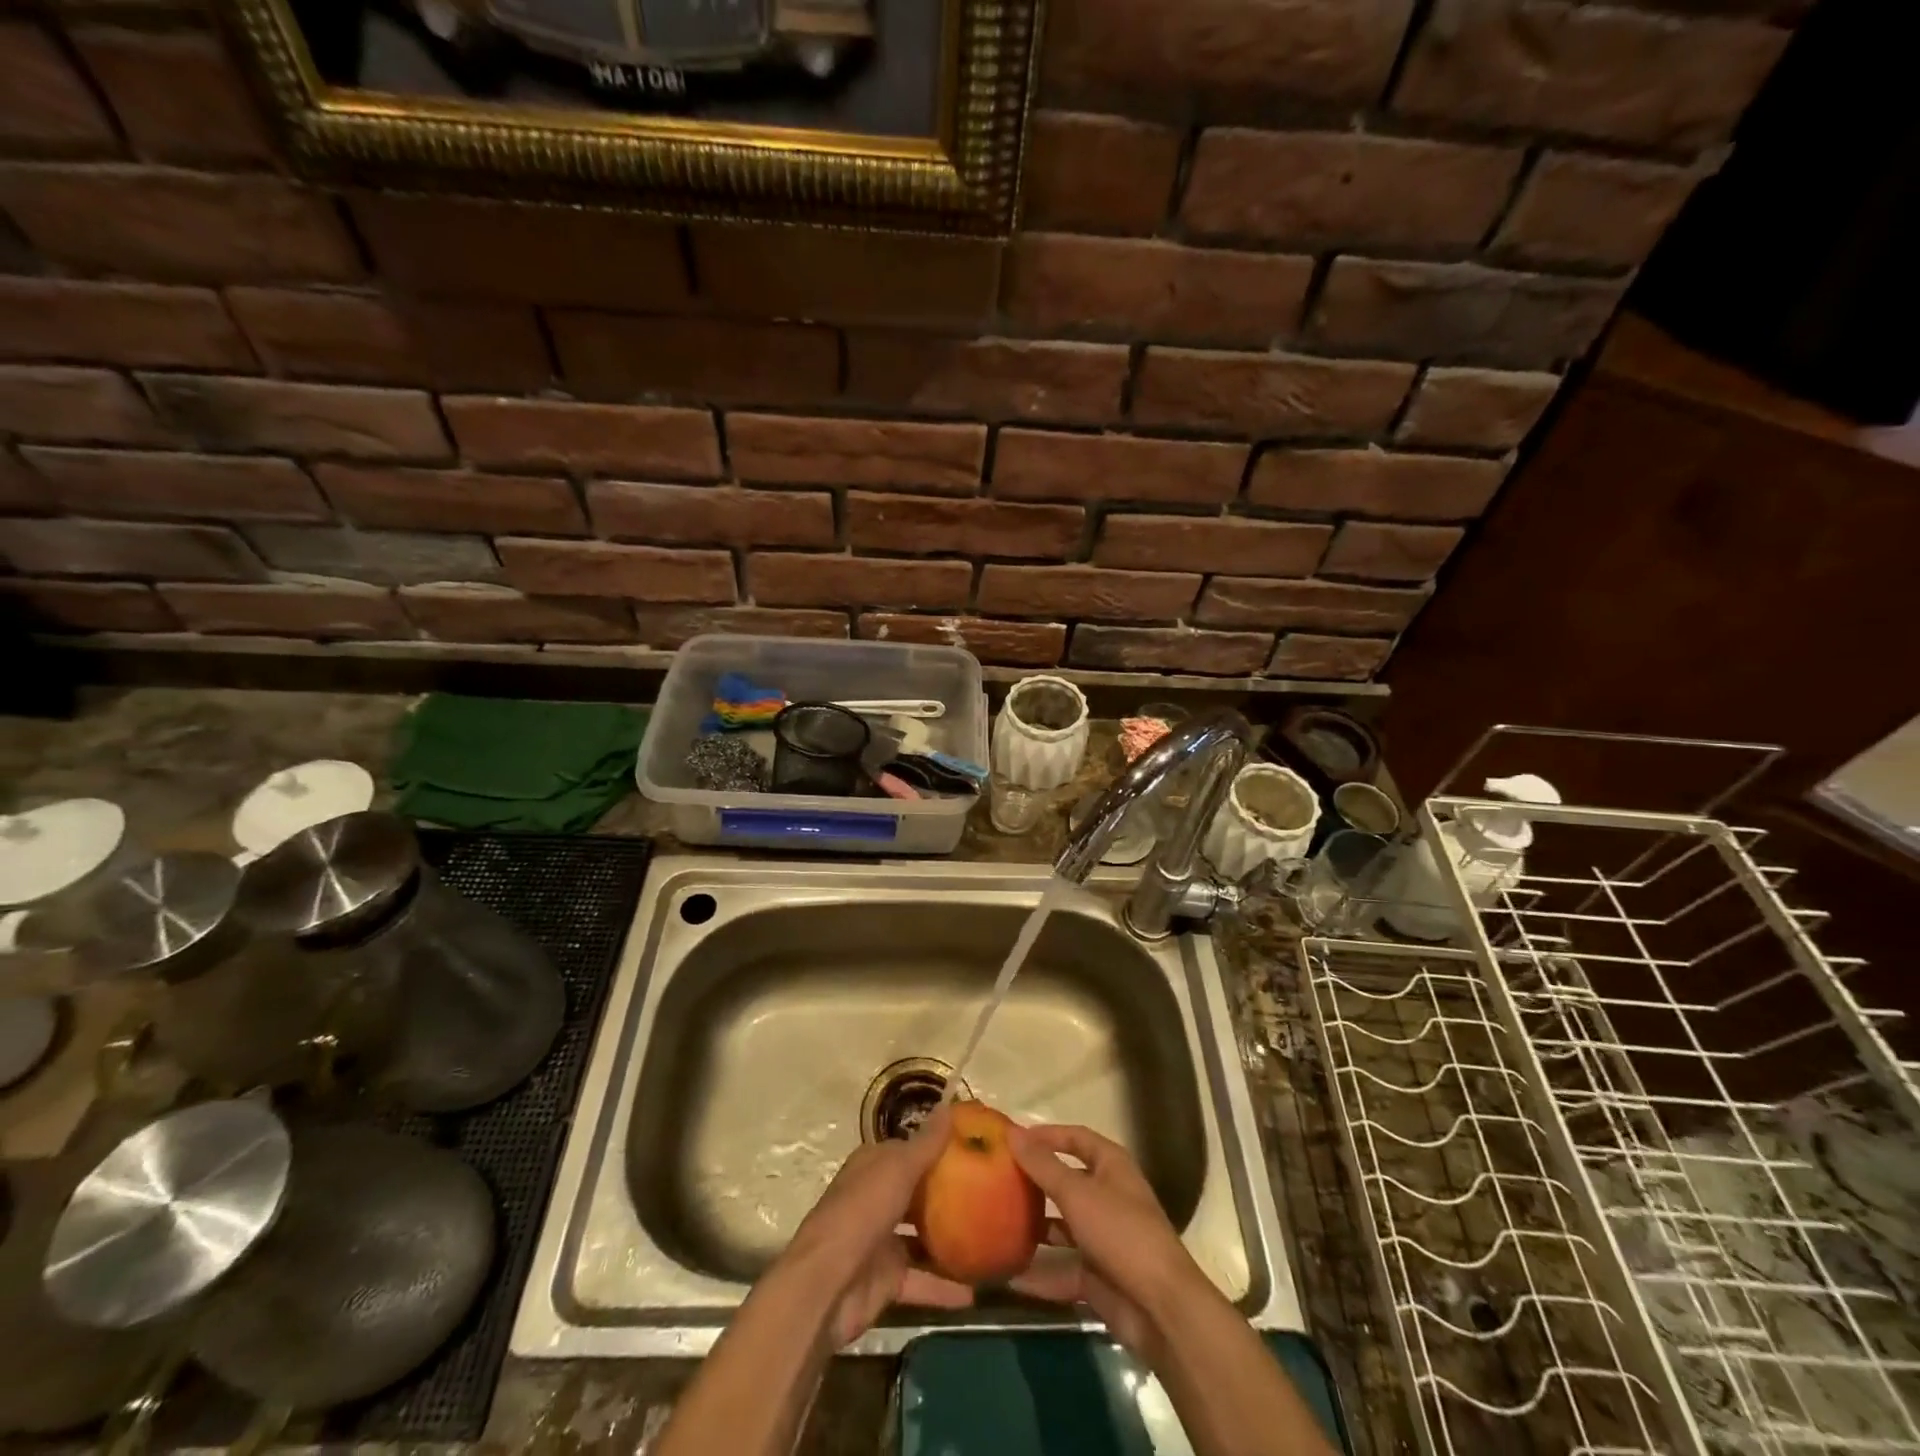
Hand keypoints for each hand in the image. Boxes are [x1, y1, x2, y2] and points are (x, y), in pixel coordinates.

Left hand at [777, 1104, 972, 1347]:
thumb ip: (926, 1143)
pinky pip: (923, 1281)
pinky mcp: (888, 1280)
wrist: (827, 1286)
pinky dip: (945, 1287)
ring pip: (922, 1237)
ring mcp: (882, 1242)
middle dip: (948, 1193)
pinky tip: (976, 1292)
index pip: (908, 1150)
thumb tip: (949, 1106)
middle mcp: (876, 1199)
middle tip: (990, 1191)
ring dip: (950, 1240)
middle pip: (917, 1193)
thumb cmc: (862, 1212)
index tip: (973, 1148)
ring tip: (989, 1238)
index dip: (937, 1147)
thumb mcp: (897, 1169)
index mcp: (873, 1167)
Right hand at [1007, 1124, 1212, 1358]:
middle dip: (1036, 1181)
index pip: (1076, 1137)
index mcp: (1111, 1166)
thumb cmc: (1120, 1232)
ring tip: (998, 1221)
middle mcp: (1108, 1196)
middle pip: (1067, 1181)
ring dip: (1036, 1226)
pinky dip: (1041, 1272)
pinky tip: (1010, 1272)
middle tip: (999, 1178)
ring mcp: (1104, 1237)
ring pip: (1063, 1226)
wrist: (1160, 1307)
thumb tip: (1012, 1132)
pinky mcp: (1098, 1275)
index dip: (1047, 1135)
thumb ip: (1043, 1165)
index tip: (1012, 1138)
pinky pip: (1063, 1268)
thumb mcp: (1077, 1193)